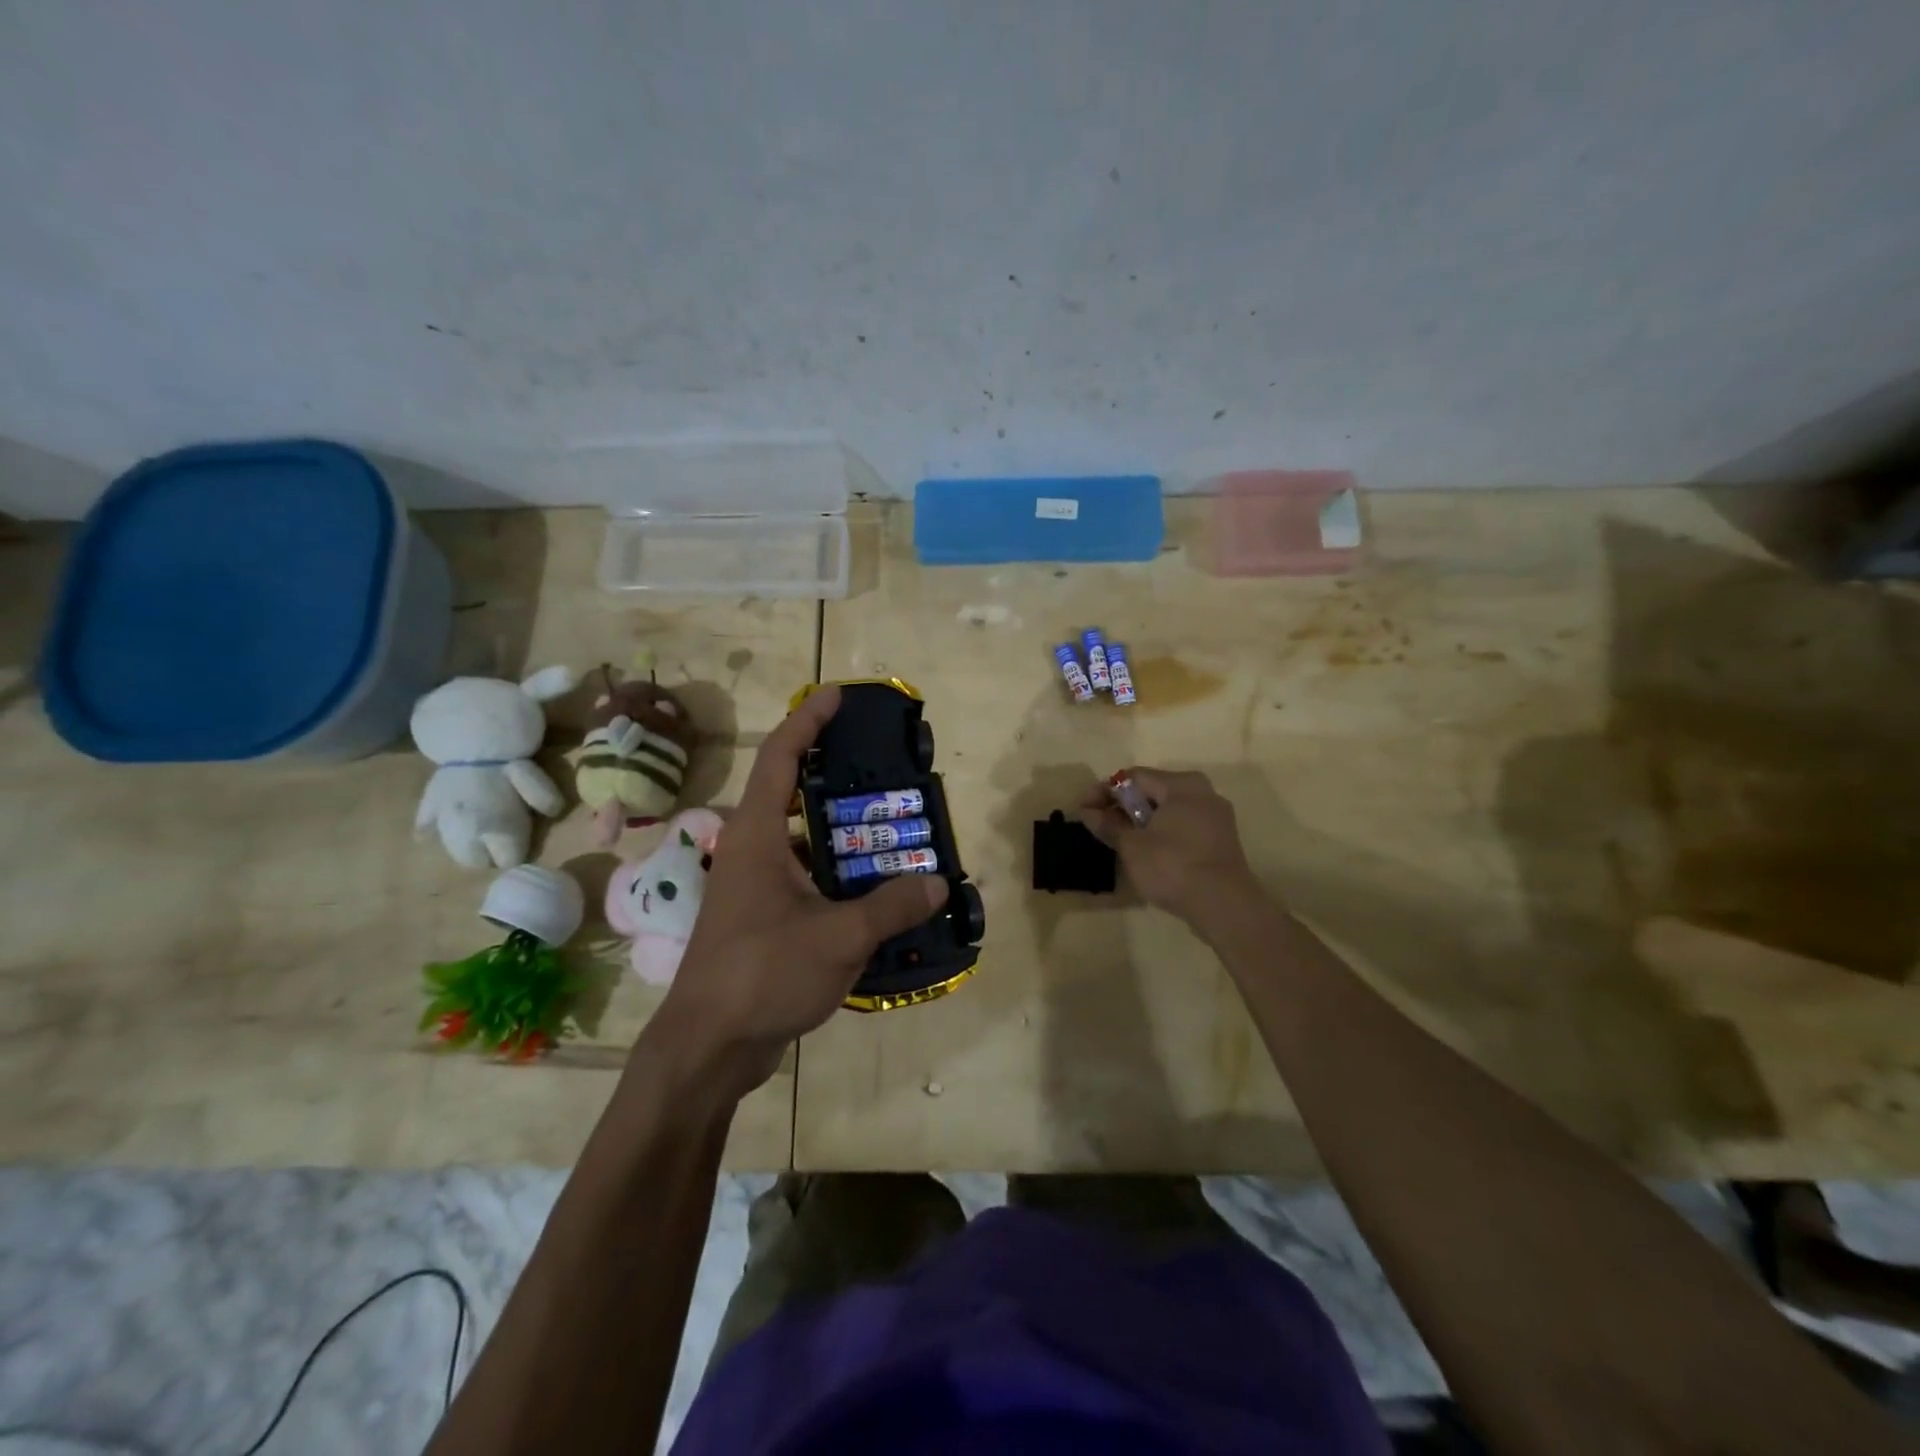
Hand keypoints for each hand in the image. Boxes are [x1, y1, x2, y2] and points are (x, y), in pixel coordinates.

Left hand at [646, 685, 948, 1097]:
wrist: (708, 1047)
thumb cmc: (763, 974)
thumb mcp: (838, 937)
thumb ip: (890, 906)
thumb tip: (938, 883)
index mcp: (756, 836)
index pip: (780, 757)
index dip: (807, 720)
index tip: (836, 695)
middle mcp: (750, 850)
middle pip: (791, 792)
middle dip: (834, 773)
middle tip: (882, 767)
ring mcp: (752, 886)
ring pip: (801, 839)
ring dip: (841, 830)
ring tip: (891, 826)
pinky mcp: (761, 917)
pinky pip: (804, 876)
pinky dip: (837, 872)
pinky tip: (874, 887)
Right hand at [1081, 767, 1258, 922]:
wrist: (1224, 905)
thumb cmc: (1173, 866)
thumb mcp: (1132, 846)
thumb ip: (1108, 825)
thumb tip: (1088, 812)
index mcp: (1181, 784)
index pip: (1133, 777)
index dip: (1104, 791)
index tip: (1083, 809)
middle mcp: (1202, 792)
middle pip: (1152, 790)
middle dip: (1122, 806)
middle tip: (1098, 824)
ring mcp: (1215, 816)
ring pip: (1168, 809)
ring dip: (1140, 820)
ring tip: (1118, 839)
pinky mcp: (1220, 839)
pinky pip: (1183, 825)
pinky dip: (1161, 832)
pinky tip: (1146, 851)